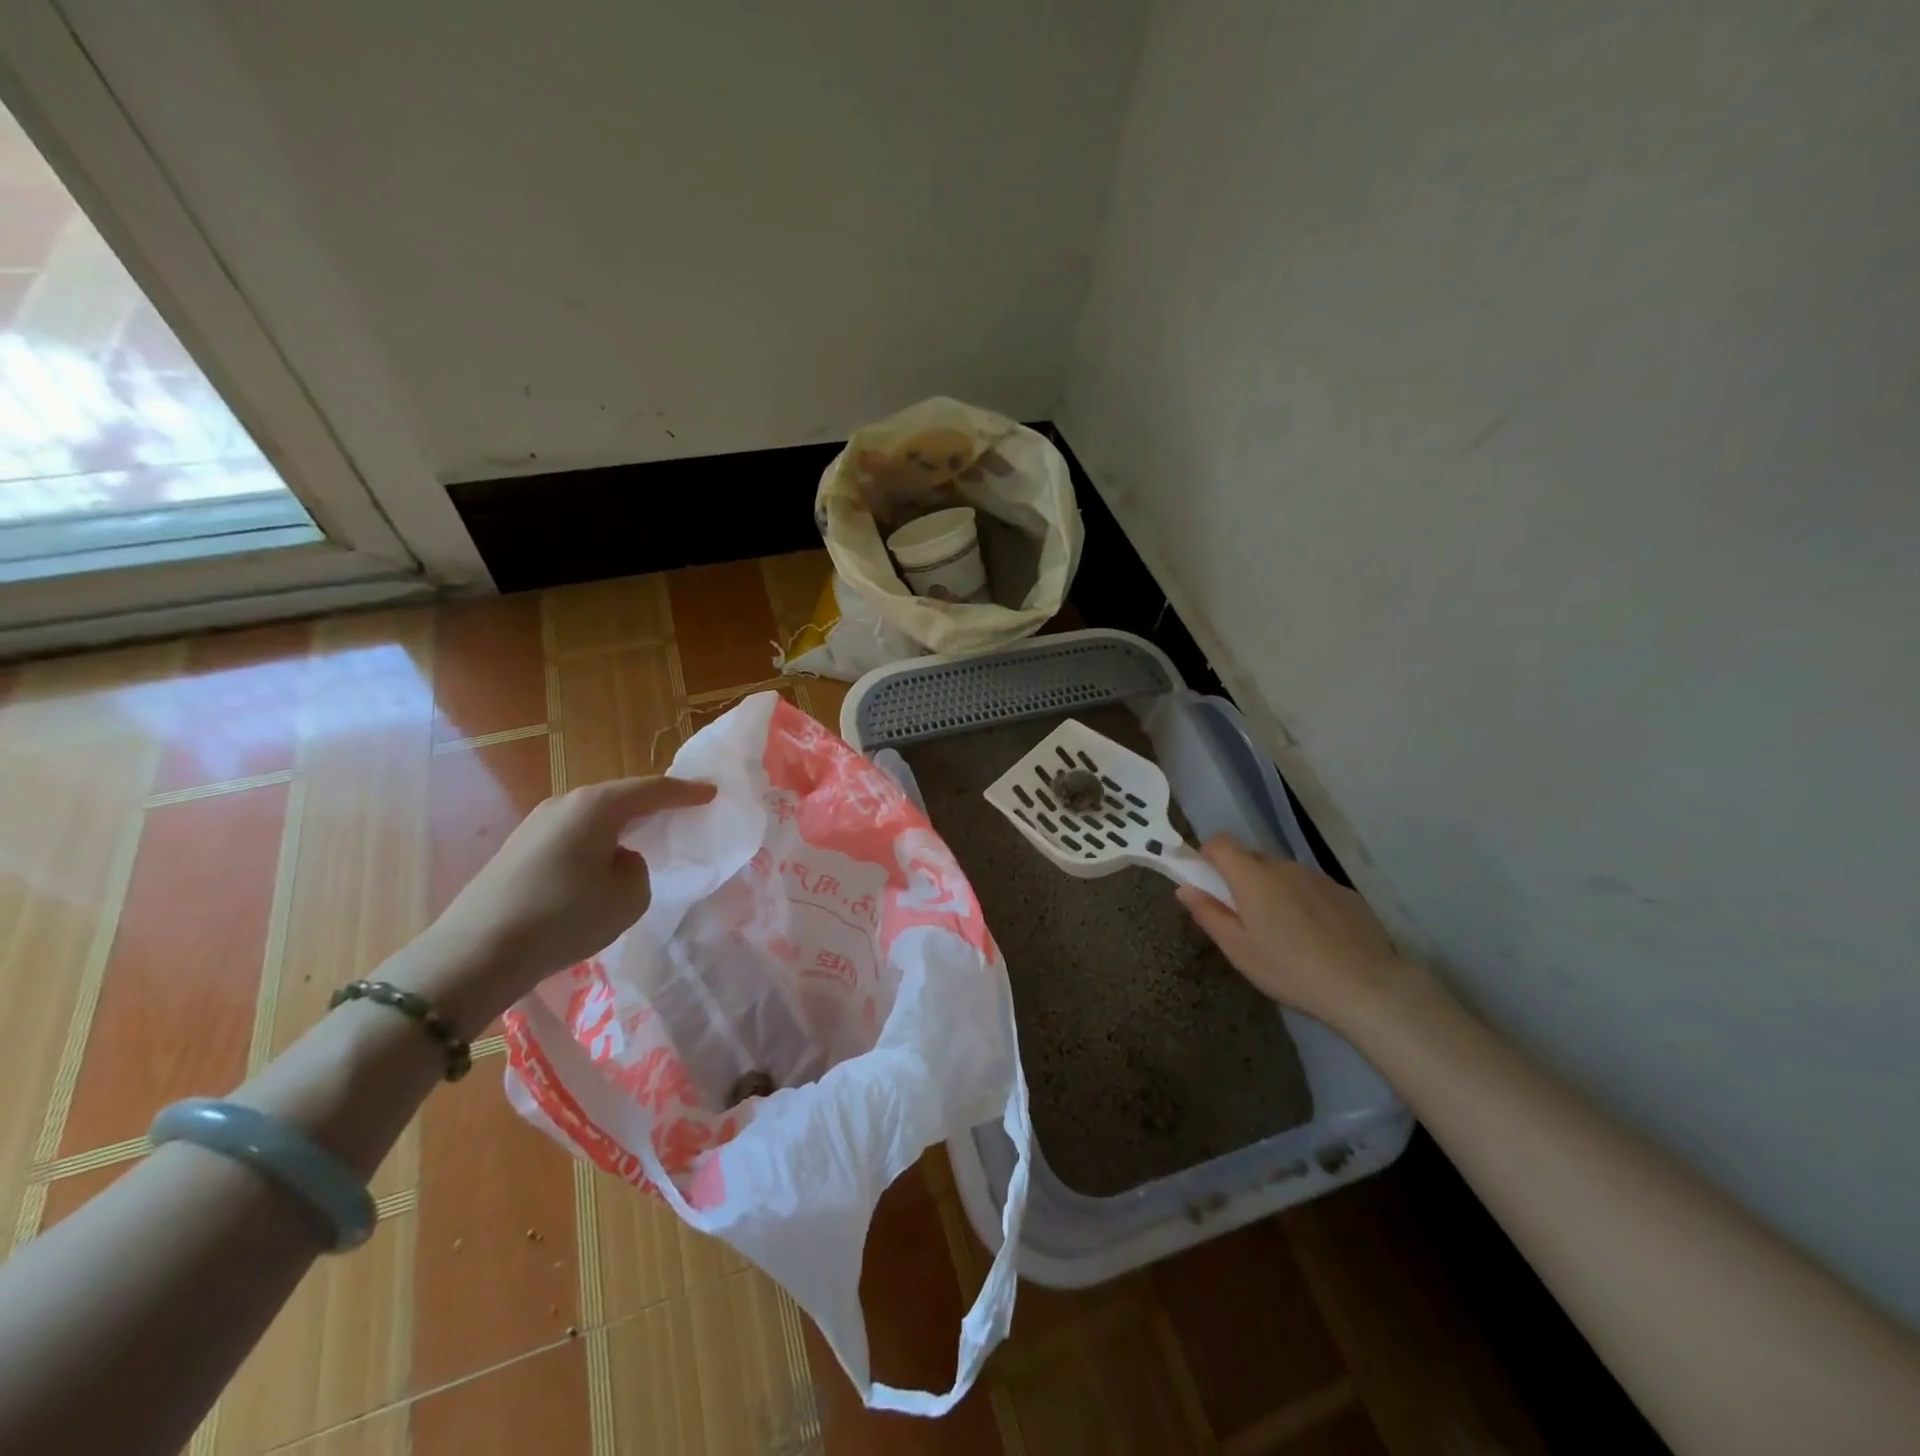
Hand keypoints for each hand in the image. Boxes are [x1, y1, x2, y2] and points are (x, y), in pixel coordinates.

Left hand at [408, 776, 715, 1030]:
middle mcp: (565, 804)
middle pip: (620, 796)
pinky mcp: (518, 850)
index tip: (711, 792)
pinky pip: (572, 835)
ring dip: (621, 825)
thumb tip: (618, 860)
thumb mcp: (628, 897)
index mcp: (597, 806)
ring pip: (593, 817)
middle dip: (652, 803)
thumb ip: (637, 869)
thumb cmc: (564, 917)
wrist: (475, 953)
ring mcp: (536, 824)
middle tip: (680, 810)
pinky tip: (600, 864)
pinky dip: (595, 842)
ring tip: (643, 837)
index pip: (653, 790)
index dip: (686, 792)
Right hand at [1176, 836, 1427, 1029]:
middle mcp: (1283, 866)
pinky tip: (1315, 938)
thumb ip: (1208, 914)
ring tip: (1283, 934)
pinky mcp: (1344, 892)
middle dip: (1240, 879)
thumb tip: (1185, 888)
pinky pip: (1309, 887)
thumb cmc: (1290, 969)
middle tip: (1244, 919)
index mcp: (1252, 876)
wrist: (1367, 986)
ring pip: (1281, 874)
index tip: (1208, 886)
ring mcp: (1317, 876)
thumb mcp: (1238, 949)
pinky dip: (1302, 902)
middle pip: (1251, 858)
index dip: (1207, 858)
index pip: (1219, 843)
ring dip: (1273, 892)